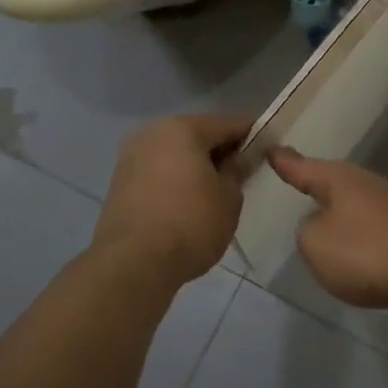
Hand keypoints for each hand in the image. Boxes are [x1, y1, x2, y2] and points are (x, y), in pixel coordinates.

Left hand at [95, 113, 252, 286]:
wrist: (133, 263)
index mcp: (182, 128)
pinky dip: (176, 179)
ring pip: (175, 153)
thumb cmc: (190, 223)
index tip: (268, 148)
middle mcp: (152, 133)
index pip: (227, 123)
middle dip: (220, 150)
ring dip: (196, 165)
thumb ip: (237, 171)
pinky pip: (159, 171)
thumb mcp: (229, 198)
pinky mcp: (120, 182)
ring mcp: (131, 156)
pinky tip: (190, 200)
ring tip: (217, 190)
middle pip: (197, 135)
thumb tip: (238, 159)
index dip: (251, 134)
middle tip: (243, 172)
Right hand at [268, 147, 387, 316]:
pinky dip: (357, 234)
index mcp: (339, 179)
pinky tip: (353, 248)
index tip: (270, 148)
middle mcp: (365, 184)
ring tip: (321, 217)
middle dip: (315, 181)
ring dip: (338, 210)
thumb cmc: (364, 252)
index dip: (284, 161)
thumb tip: (321, 224)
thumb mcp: (315, 243)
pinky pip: (369, 226)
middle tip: (295, 178)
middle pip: (332, 180)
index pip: (303, 167)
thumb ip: (307, 231)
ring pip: (353, 202)